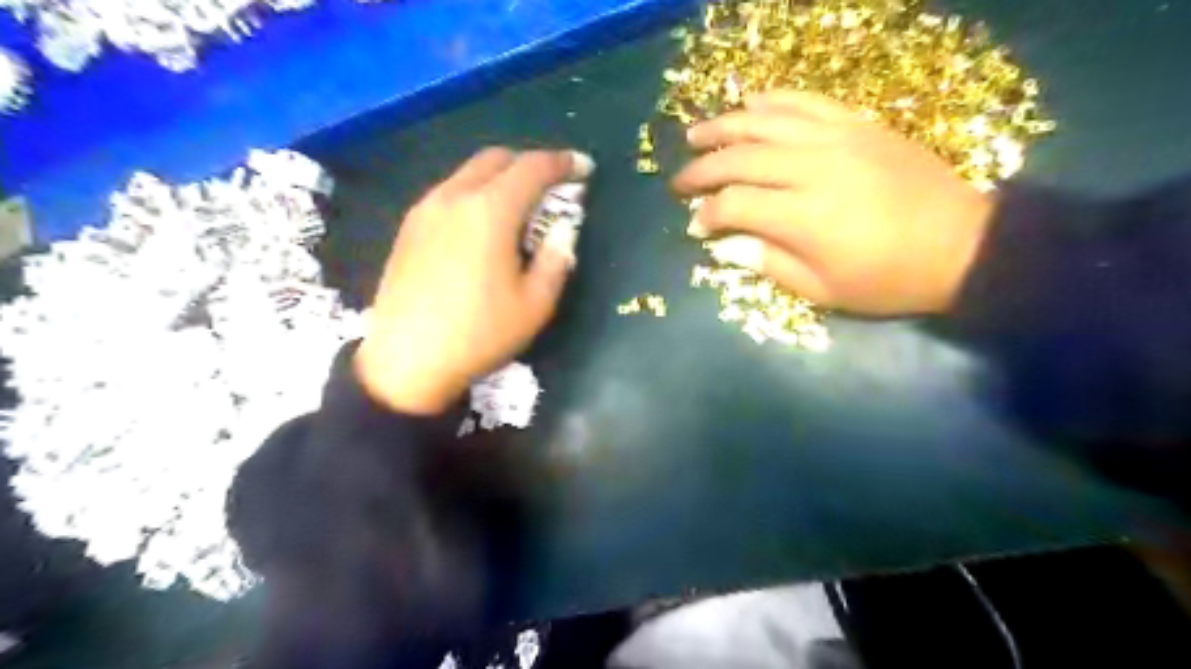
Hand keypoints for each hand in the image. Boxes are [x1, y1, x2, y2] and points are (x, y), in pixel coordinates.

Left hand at [356, 150, 592, 414]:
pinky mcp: (409, 227)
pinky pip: (449, 193)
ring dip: (501, 178)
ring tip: (520, 208)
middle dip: (530, 164)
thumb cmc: (479, 334)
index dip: (563, 163)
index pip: (532, 168)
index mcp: (489, 211)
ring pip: (469, 173)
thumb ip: (556, 259)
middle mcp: (454, 196)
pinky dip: (476, 194)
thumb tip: (564, 230)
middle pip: (497, 159)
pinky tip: (483, 227)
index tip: (584, 168)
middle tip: (553, 188)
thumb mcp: (535, 304)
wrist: (406, 361)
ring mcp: (425, 209)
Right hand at [670, 88, 996, 315]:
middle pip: (740, 158)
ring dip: (724, 126)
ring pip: (766, 121)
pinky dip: (773, 101)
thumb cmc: (886, 280)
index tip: (696, 228)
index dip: (707, 216)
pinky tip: (750, 103)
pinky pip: (807, 102)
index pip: (734, 205)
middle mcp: (812, 168)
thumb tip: (723, 246)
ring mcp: (837, 139)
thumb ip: (767, 263)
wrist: (960, 246)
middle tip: (680, 181)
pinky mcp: (858, 125)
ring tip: (696, 134)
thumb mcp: (821, 290)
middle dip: (702, 169)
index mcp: (802, 217)